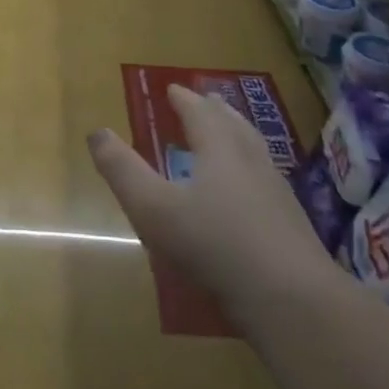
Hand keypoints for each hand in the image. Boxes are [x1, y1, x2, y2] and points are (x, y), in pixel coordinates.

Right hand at [88, 84, 327, 311]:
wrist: (292, 300)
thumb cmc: (215, 245)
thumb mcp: (154, 209)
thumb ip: (123, 170)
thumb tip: (97, 132)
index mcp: (219, 149)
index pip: (200, 112)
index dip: (184, 100)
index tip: (173, 89)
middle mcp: (251, 160)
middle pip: (233, 124)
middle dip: (215, 111)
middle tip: (206, 101)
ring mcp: (277, 192)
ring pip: (255, 150)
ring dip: (238, 135)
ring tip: (229, 134)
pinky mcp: (292, 224)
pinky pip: (266, 180)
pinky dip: (251, 170)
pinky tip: (249, 193)